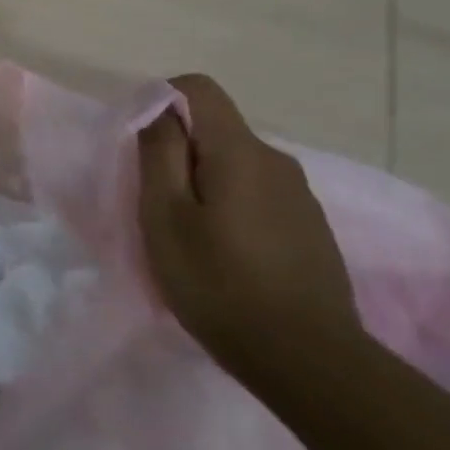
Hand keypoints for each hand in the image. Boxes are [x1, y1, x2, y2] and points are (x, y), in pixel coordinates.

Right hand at [137, 74, 362, 382]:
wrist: (307, 360)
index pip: (198, 88)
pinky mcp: (310, 227)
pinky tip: (224, 253)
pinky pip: (257, 193)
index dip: (160, 101)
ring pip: (236, 164)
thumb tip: (158, 110)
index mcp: (239, 151)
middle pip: (216, 129)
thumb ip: (159, 153)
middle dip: (178, 151)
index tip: (140, 144)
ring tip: (187, 233)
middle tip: (154, 201)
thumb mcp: (165, 215)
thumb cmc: (218, 282)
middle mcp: (276, 160)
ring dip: (204, 182)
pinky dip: (230, 205)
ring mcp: (300, 195)